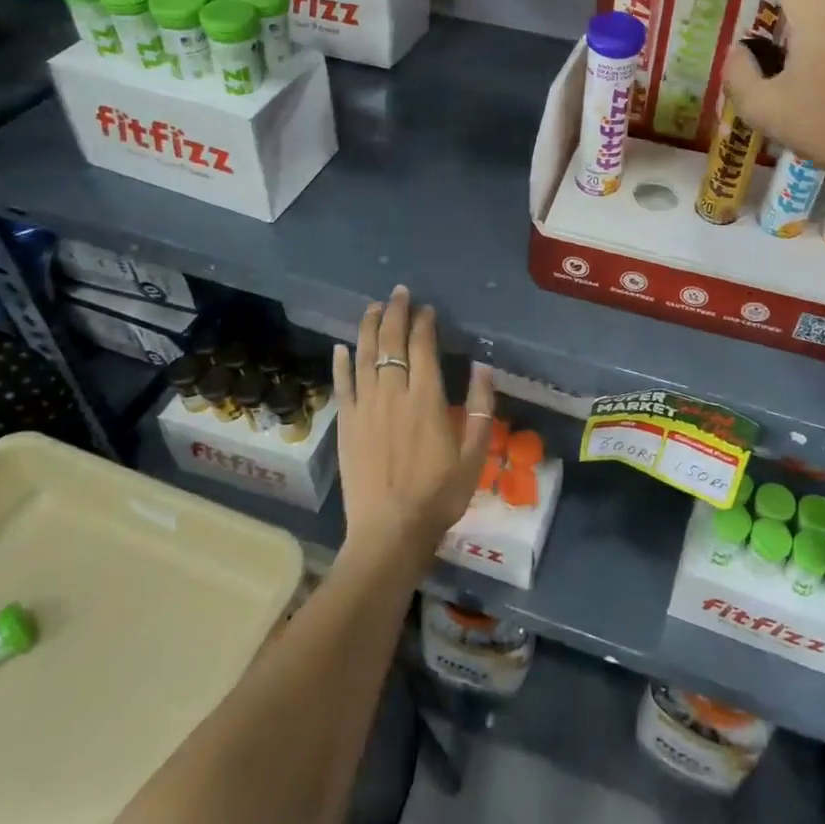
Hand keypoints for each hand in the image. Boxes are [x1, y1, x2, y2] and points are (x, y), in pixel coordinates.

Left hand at [333, 285, 493, 567]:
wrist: (390, 531)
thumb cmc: (439, 494)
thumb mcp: (474, 455)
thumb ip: (481, 408)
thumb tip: (483, 367)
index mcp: (426, 398)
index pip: (422, 347)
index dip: (424, 323)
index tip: (427, 309)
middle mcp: (393, 393)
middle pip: (391, 342)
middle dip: (395, 313)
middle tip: (399, 292)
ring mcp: (365, 407)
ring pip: (364, 356)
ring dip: (368, 327)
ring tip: (373, 307)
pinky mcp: (346, 424)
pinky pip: (342, 385)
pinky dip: (341, 363)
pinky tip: (342, 347)